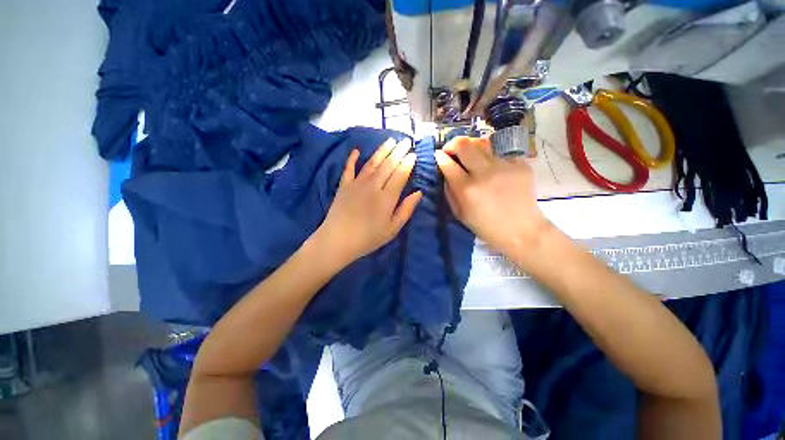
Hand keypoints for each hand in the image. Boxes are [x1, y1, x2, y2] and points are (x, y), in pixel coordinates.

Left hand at [314, 138, 421, 266]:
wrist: (337, 241)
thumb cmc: (368, 238)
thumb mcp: (392, 229)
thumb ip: (406, 210)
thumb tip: (418, 193)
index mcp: (386, 197)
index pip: (400, 175)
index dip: (408, 163)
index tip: (414, 154)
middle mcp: (373, 186)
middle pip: (388, 165)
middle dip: (398, 152)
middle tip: (406, 141)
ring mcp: (357, 184)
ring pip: (371, 163)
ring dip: (382, 150)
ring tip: (390, 140)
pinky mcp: (344, 186)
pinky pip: (349, 168)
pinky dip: (352, 158)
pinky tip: (356, 150)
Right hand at [434, 136, 548, 252]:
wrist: (521, 230)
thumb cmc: (486, 226)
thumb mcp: (460, 214)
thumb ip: (449, 192)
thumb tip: (446, 173)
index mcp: (467, 189)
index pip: (448, 163)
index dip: (440, 156)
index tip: (438, 155)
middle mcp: (484, 173)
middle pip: (464, 145)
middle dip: (453, 144)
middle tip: (451, 149)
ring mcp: (504, 166)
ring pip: (483, 143)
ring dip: (471, 145)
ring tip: (469, 153)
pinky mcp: (520, 164)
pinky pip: (500, 153)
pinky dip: (491, 156)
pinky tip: (492, 166)